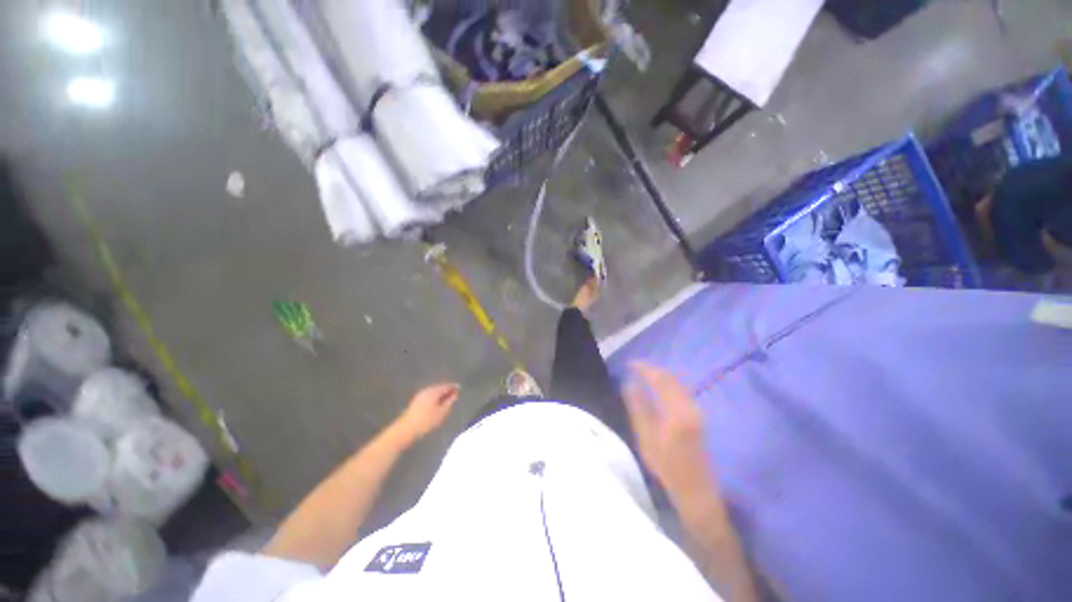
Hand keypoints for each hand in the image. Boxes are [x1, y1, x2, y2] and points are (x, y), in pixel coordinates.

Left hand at [393, 383, 459, 441]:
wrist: (405, 429)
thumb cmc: (426, 421)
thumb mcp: (441, 413)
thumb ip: (449, 402)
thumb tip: (455, 395)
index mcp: (433, 392)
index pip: (445, 386)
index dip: (453, 386)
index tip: (459, 387)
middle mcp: (426, 390)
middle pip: (439, 387)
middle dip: (447, 389)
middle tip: (455, 393)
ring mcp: (420, 395)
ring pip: (434, 391)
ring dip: (441, 393)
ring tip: (447, 398)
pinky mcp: (416, 401)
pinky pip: (429, 395)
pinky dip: (435, 396)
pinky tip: (437, 402)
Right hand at [623, 363, 714, 496]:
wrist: (696, 490)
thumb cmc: (667, 467)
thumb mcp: (645, 438)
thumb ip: (637, 407)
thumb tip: (629, 383)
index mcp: (676, 412)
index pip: (660, 379)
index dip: (644, 368)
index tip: (629, 364)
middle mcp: (689, 406)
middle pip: (670, 378)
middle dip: (651, 368)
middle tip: (634, 366)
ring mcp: (696, 409)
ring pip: (677, 382)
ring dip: (659, 374)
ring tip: (642, 373)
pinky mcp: (697, 413)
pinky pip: (681, 389)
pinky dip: (667, 382)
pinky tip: (657, 385)